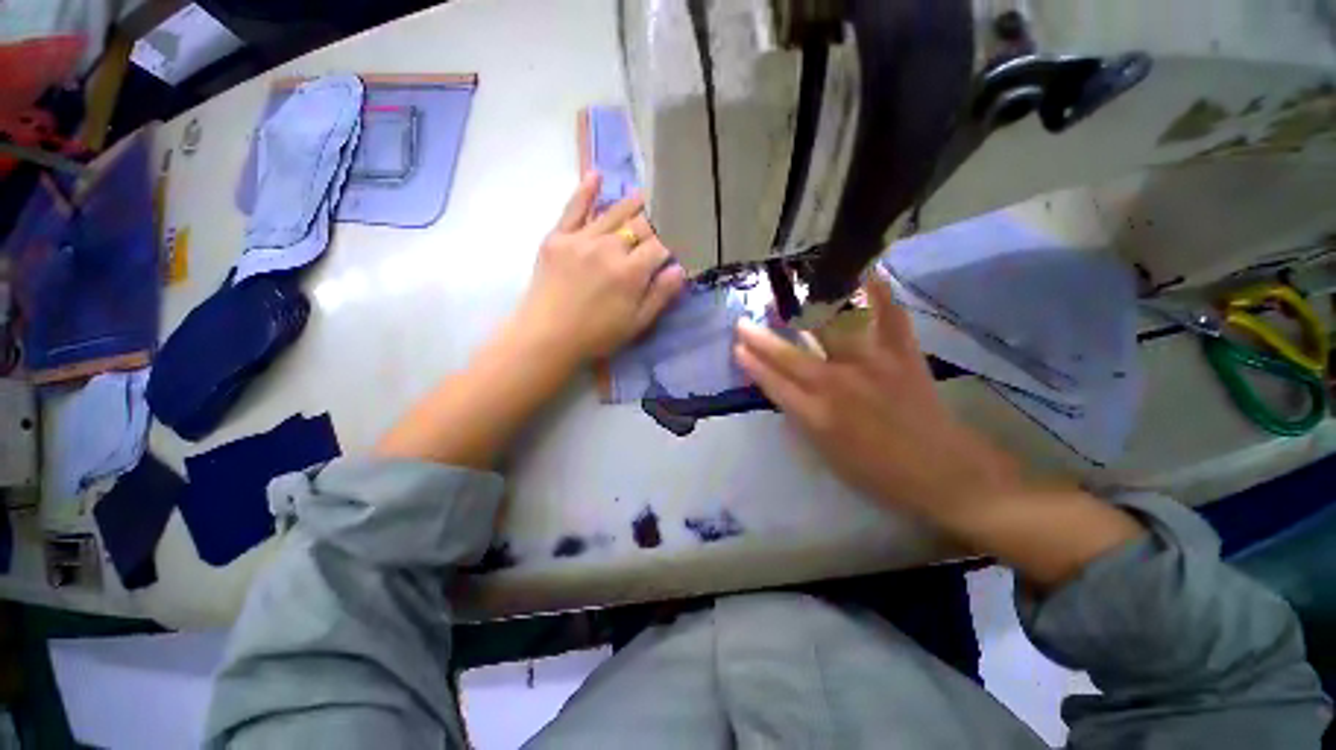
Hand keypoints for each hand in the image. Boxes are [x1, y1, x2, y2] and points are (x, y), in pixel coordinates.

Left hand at [513, 172, 687, 364]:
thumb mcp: (636, 323)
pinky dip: (585, 191)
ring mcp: (581, 239)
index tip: (678, 241)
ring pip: (613, 213)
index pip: (660, 246)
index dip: (671, 243)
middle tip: (663, 219)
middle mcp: (609, 248)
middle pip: (639, 226)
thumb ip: (660, 295)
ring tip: (644, 194)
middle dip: (655, 223)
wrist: (546, 337)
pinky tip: (596, 176)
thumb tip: (680, 269)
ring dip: (631, 203)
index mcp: (631, 272)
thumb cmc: (596, 336)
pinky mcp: (557, 237)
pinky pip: (573, 209)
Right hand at [734, 273, 1021, 520]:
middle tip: (742, 322)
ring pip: (829, 331)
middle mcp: (837, 385)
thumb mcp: (827, 455)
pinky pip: (889, 317)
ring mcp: (870, 365)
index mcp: (817, 415)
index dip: (753, 365)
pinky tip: (868, 271)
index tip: (737, 348)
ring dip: (805, 311)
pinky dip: (880, 292)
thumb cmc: (879, 473)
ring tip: (789, 293)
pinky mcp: (901, 355)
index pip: (774, 383)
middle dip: (761, 339)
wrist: (943, 473)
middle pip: (790, 357)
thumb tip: (786, 392)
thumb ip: (803, 420)